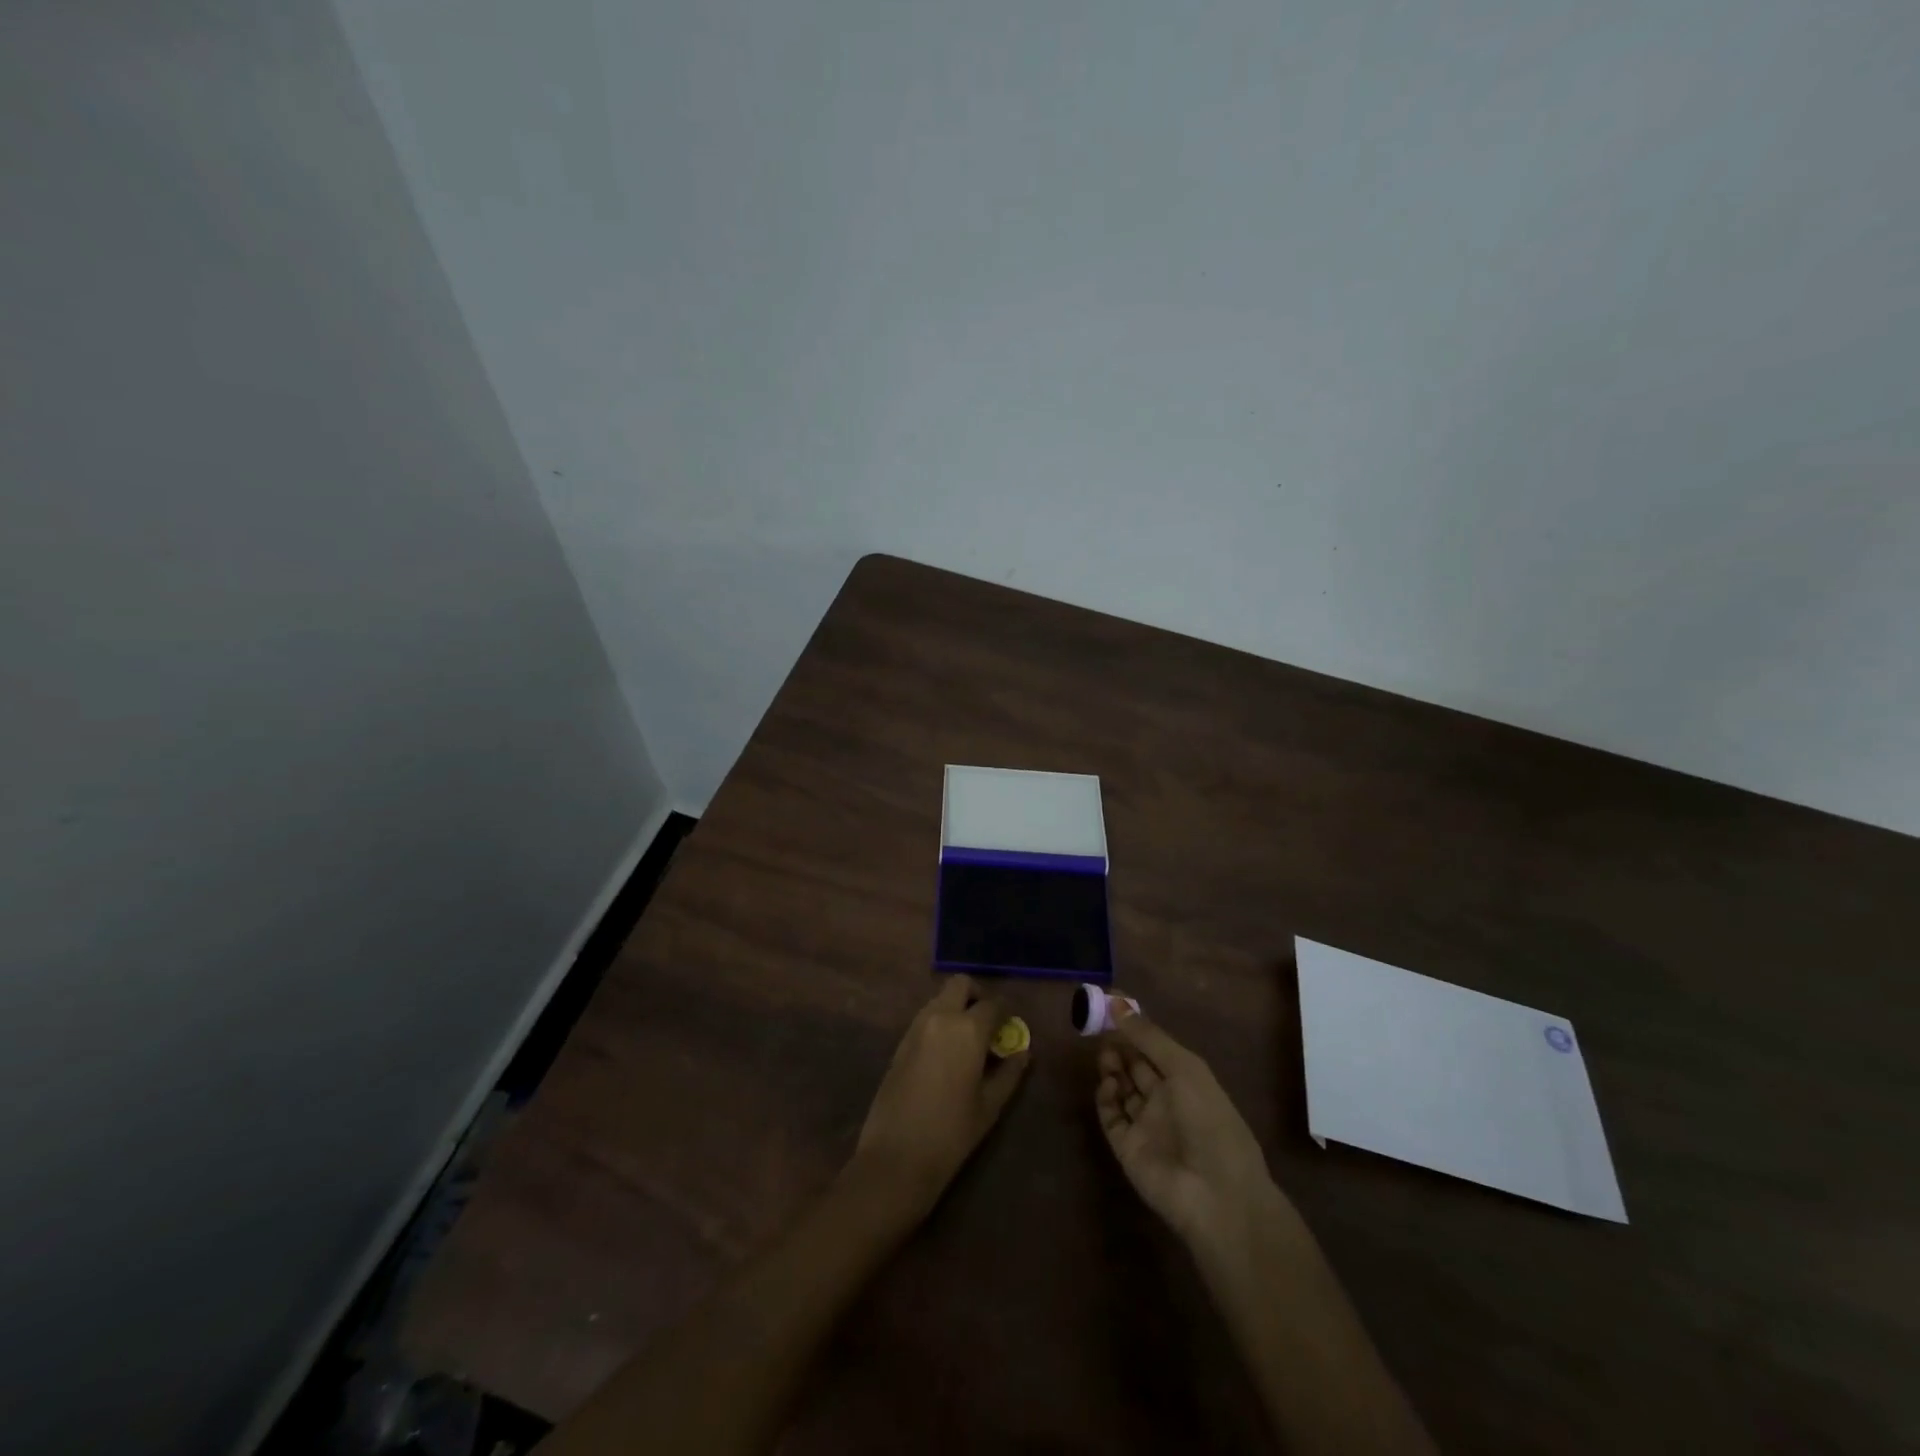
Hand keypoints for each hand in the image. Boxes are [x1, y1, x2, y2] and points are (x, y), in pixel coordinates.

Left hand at [853, 975, 1028, 1213]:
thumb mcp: (990, 1105)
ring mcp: (915, 1027)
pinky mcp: (900, 1042)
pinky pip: (925, 1017)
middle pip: (960, 985)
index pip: (993, 1004)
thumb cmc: (951, 1133)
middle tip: (989, 1024)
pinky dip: (940, 1022)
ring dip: (957, 1008)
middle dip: (978, 996)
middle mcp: (940, 1017)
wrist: (896, 1157)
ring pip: (940, 998)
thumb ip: (1010, 1073)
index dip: (1006, 1013)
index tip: (1012, 1028)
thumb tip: (1023, 1052)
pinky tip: (947, 1054)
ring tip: (969, 1042)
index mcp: (967, 1029)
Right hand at [1097, 998, 1285, 1252]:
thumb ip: (1148, 1036)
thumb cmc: (1209, 1120)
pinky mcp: (1127, 1148)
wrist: (1215, 1193)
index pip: (1155, 1050)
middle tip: (1101, 1030)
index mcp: (1187, 1082)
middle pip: (1136, 1068)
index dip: (1135, 1030)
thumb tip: (1117, 1002)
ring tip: (1105, 1057)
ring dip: (1112, 1070)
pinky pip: (1111, 1116)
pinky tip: (1108, 1085)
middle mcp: (1166, 1102)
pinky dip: (1106, 1098)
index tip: (1111, 1008)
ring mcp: (1146, 1126)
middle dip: (1120, 1048)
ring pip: (1122, 1090)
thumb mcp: (1184, 1068)